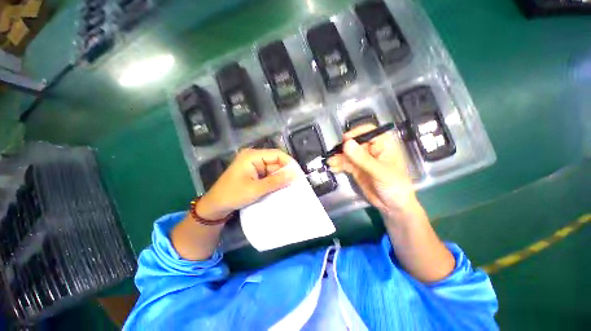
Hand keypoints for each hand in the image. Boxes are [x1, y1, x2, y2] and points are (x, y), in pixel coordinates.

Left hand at [197, 149, 296, 219]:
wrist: (215, 206)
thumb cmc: (233, 195)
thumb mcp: (256, 189)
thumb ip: (276, 181)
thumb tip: (294, 175)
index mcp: (252, 156)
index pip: (277, 154)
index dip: (289, 163)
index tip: (298, 174)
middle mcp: (254, 158)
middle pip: (275, 162)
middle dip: (285, 172)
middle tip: (296, 183)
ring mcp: (254, 166)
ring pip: (273, 169)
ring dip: (280, 178)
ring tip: (291, 187)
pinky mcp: (254, 174)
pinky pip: (268, 175)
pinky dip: (274, 181)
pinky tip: (281, 188)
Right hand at [327, 124, 417, 218]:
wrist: (393, 206)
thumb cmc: (394, 185)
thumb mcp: (379, 171)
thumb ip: (362, 159)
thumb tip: (346, 144)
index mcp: (383, 145)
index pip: (369, 131)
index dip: (356, 133)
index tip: (345, 140)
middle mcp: (372, 150)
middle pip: (355, 143)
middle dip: (343, 148)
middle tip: (333, 153)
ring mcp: (363, 160)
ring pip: (348, 154)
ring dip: (338, 158)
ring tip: (330, 162)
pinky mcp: (356, 169)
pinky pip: (345, 164)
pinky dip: (338, 165)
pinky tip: (333, 168)